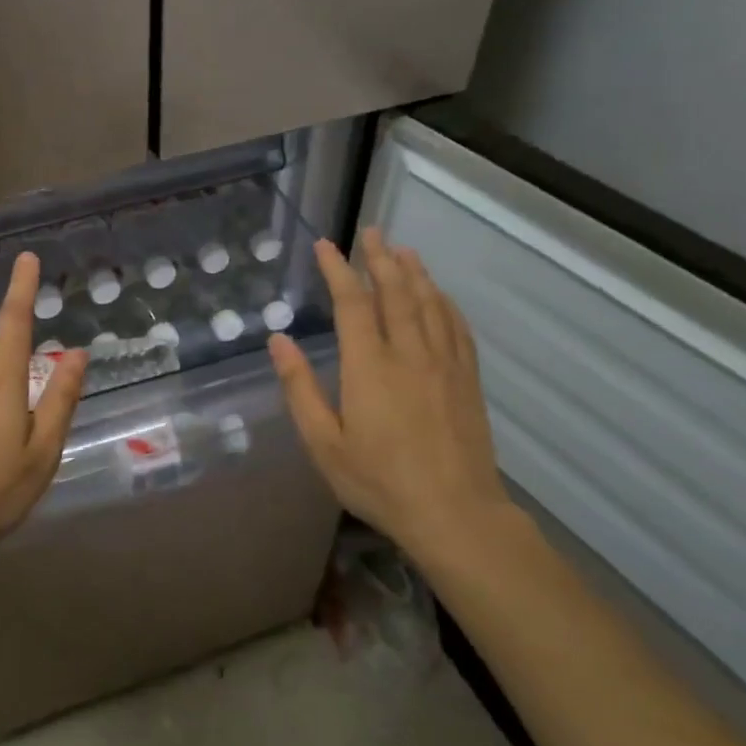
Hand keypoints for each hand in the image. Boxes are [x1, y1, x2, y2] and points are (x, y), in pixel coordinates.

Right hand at [268, 228, 508, 561]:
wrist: (455, 514)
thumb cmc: (380, 481)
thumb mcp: (324, 443)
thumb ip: (299, 388)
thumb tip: (278, 340)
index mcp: (369, 366)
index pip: (352, 303)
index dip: (338, 270)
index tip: (326, 245)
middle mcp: (409, 354)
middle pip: (396, 292)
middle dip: (381, 258)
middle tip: (372, 232)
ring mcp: (444, 364)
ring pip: (430, 304)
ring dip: (415, 273)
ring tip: (403, 250)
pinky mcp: (467, 380)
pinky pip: (457, 328)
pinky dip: (445, 303)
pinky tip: (440, 295)